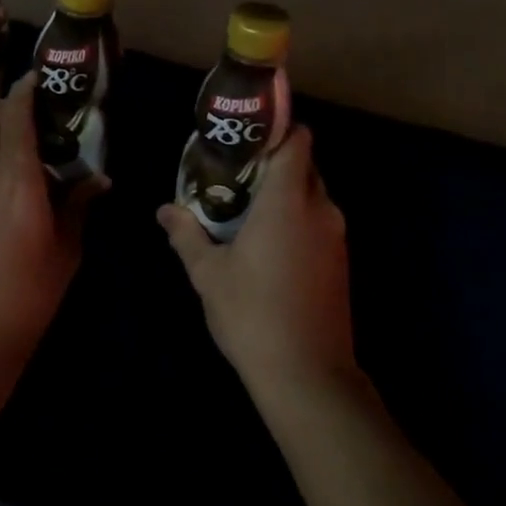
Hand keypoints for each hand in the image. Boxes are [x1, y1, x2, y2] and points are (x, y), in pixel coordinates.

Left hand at [0, 72, 101, 403]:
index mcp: (16, 182)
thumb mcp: (66, 253)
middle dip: (4, 104)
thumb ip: (79, 207)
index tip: (39, 79)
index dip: (26, 89)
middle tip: (31, 117)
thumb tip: (98, 180)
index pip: (15, 115)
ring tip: (18, 154)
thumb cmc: (26, 299)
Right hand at [158, 127, 355, 401]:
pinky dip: (295, 221)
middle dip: (272, 164)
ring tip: (244, 210)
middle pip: (304, 166)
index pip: (298, 140)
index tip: (246, 138)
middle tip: (233, 176)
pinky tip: (266, 246)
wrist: (308, 375)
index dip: (276, 130)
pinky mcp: (340, 263)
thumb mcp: (208, 274)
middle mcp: (320, 209)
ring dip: (283, 196)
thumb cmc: (252, 314)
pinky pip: (318, 223)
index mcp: (288, 201)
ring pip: (311, 196)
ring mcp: (335, 238)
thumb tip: (165, 210)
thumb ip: (186, 235)